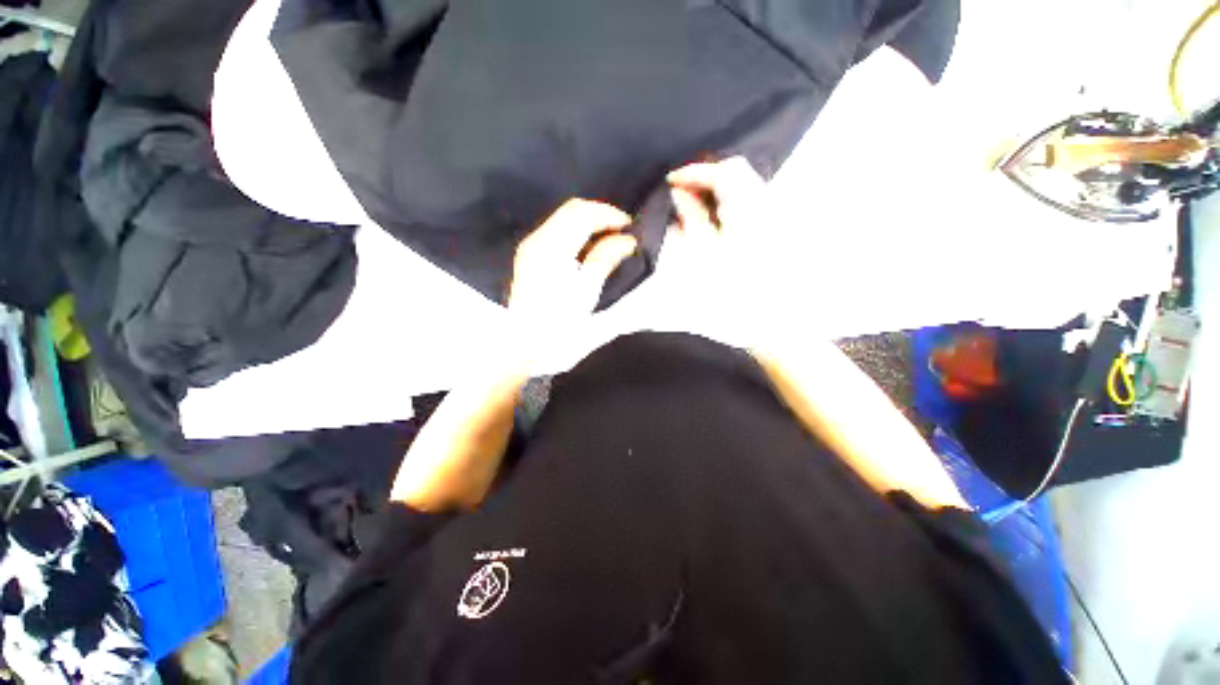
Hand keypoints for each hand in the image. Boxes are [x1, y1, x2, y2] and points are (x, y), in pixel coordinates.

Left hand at [508, 198, 637, 322]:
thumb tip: (626, 240)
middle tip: (623, 232)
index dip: (609, 214)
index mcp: (551, 250)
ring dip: (589, 222)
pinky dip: (577, 232)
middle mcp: (537, 241)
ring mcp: (531, 249)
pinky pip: (557, 231)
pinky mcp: (530, 258)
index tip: (630, 227)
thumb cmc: (559, 327)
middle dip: (600, 215)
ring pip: (563, 219)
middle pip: (571, 210)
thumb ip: (605, 261)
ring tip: (611, 239)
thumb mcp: (587, 294)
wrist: (526, 349)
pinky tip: (591, 248)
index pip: (582, 214)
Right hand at [654, 157, 777, 347]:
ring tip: (693, 206)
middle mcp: (766, 204)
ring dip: (717, 189)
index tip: (671, 179)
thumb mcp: (704, 252)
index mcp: (748, 207)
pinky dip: (728, 203)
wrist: (769, 319)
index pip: (721, 172)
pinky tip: (713, 220)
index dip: (694, 171)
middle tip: (682, 191)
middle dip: (707, 176)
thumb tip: (679, 194)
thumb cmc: (732, 289)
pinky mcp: (774, 229)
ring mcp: (773, 216)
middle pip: (737, 172)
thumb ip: (692, 217)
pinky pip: (750, 202)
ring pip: (744, 186)